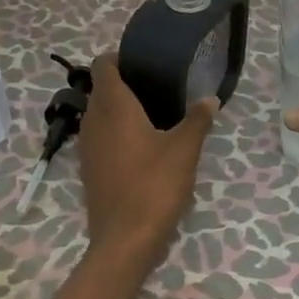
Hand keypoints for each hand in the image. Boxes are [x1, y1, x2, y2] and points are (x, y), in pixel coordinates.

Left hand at [78, 53, 218, 261]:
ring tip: (151, 112)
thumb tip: (210, 98)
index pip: (103, 66)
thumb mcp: (184, 150)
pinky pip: (99, 137)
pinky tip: (141, 144)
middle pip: (100, 89)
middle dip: (122, 82)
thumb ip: (198, 119)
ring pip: (98, 114)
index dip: (118, 57)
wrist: (125, 240)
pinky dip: (114, 132)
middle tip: (155, 84)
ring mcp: (88, 147)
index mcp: (113, 107)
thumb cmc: (154, 185)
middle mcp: (94, 121)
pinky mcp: (89, 169)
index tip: (142, 60)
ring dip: (117, 108)